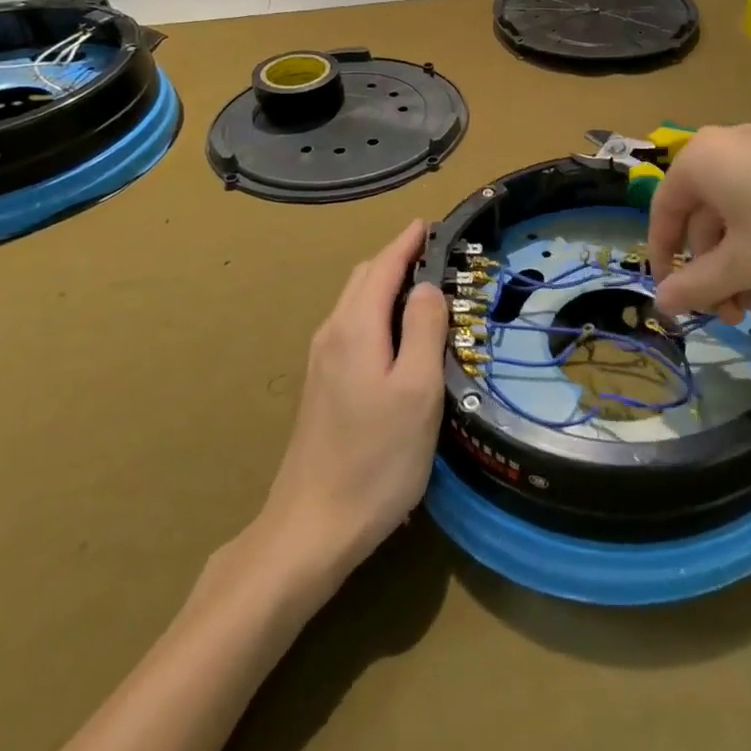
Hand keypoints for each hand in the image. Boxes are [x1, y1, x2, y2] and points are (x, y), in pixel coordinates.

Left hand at [234, 220, 448, 586]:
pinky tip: (397, 333)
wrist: (312, 527)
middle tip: (439, 255)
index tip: (432, 223)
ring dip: (388, 283)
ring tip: (425, 288)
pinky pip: (352, 325)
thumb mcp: (417, 390)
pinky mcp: (322, 385)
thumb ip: (423, 328)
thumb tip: (428, 284)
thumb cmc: (376, 458)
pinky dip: (378, 310)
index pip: (383, 265)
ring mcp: (322, 360)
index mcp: (355, 327)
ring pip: (356, 302)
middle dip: (398, 257)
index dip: (408, 241)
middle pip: (365, 278)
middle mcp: (332, 333)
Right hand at [648, 126, 750, 318]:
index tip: (674, 298)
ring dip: (747, 270)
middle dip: (719, 275)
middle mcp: (725, 149)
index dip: (663, 260)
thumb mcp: (745, 264)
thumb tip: (660, 302)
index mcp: (701, 161)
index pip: (663, 213)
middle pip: (704, 221)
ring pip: (737, 221)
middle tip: (738, 316)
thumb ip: (696, 284)